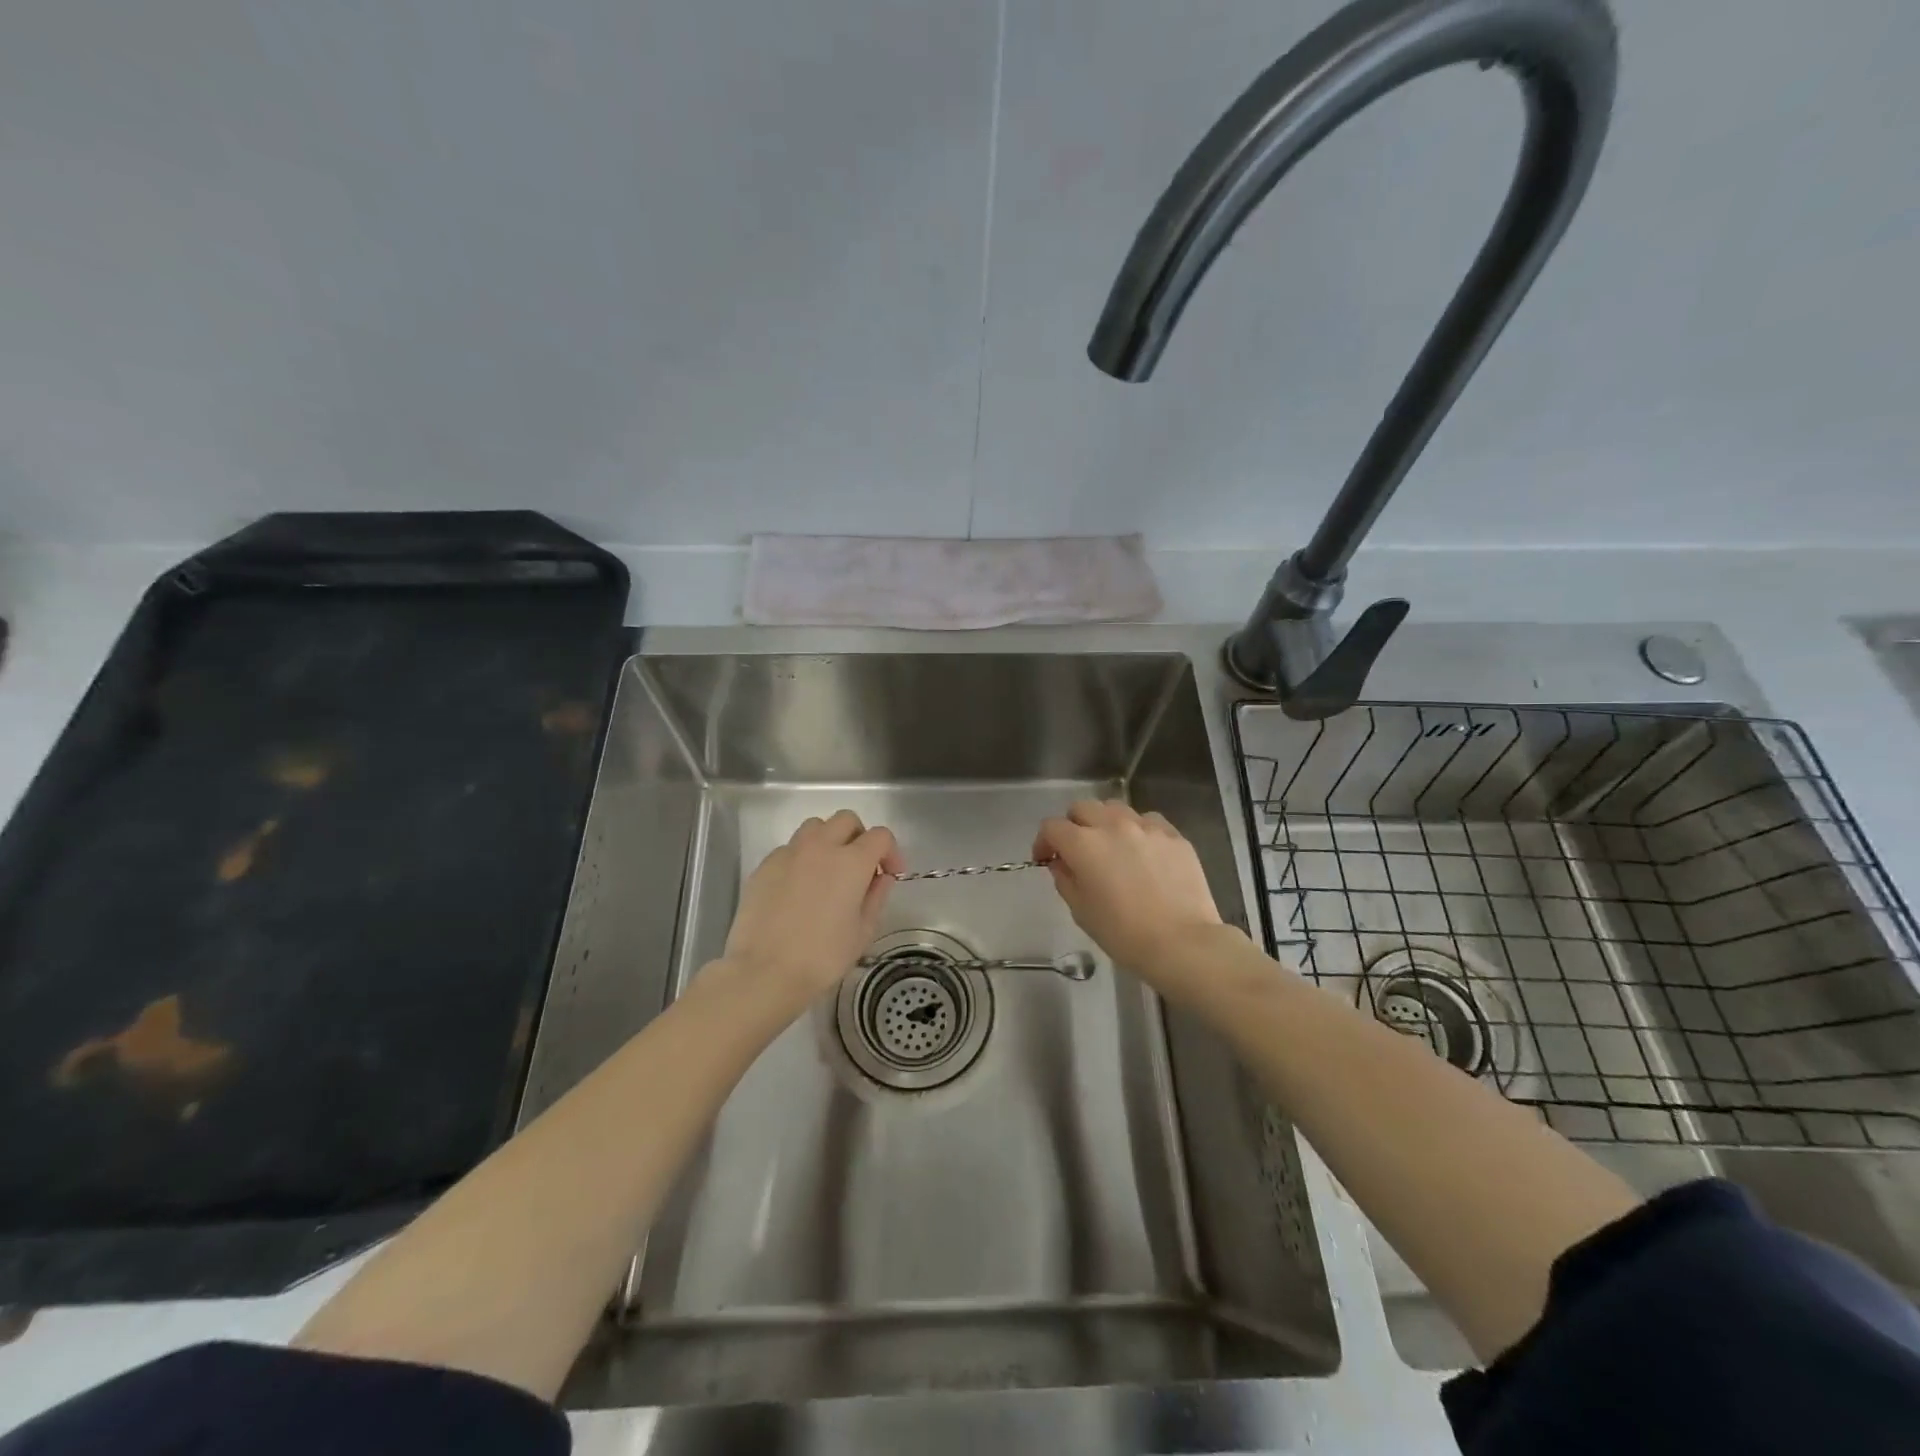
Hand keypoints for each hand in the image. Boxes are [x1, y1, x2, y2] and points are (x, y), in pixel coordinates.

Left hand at [722, 810, 902, 1013]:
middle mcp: (821, 847)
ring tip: (828, 870)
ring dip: (829, 840)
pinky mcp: (765, 865)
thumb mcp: (863, 932)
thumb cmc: (822, 957)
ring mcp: (789, 853)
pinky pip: (790, 848)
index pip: (880, 836)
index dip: (891, 852)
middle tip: (860, 867)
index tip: (889, 874)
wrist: (764, 971)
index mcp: (851, 861)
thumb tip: (881, 878)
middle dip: (859, 837)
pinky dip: (802, 858)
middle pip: (846, 820)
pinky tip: (799, 887)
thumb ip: (876, 897)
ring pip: (815, 827)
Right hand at [1034, 800, 1222, 979]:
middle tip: (1077, 850)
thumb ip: (1065, 880)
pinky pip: (1148, 821)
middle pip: (1082, 808)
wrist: (1182, 943)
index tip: (1046, 860)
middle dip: (1073, 825)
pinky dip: (1138, 830)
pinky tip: (1143, 852)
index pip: (1052, 827)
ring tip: (1112, 846)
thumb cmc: (1123, 933)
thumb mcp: (1081, 911)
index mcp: (1083, 844)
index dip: (1043, 842)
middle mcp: (1113, 825)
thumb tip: (1062, 863)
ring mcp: (1146, 827)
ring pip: (1116, 808)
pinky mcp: (1174, 835)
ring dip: (1105, 822)